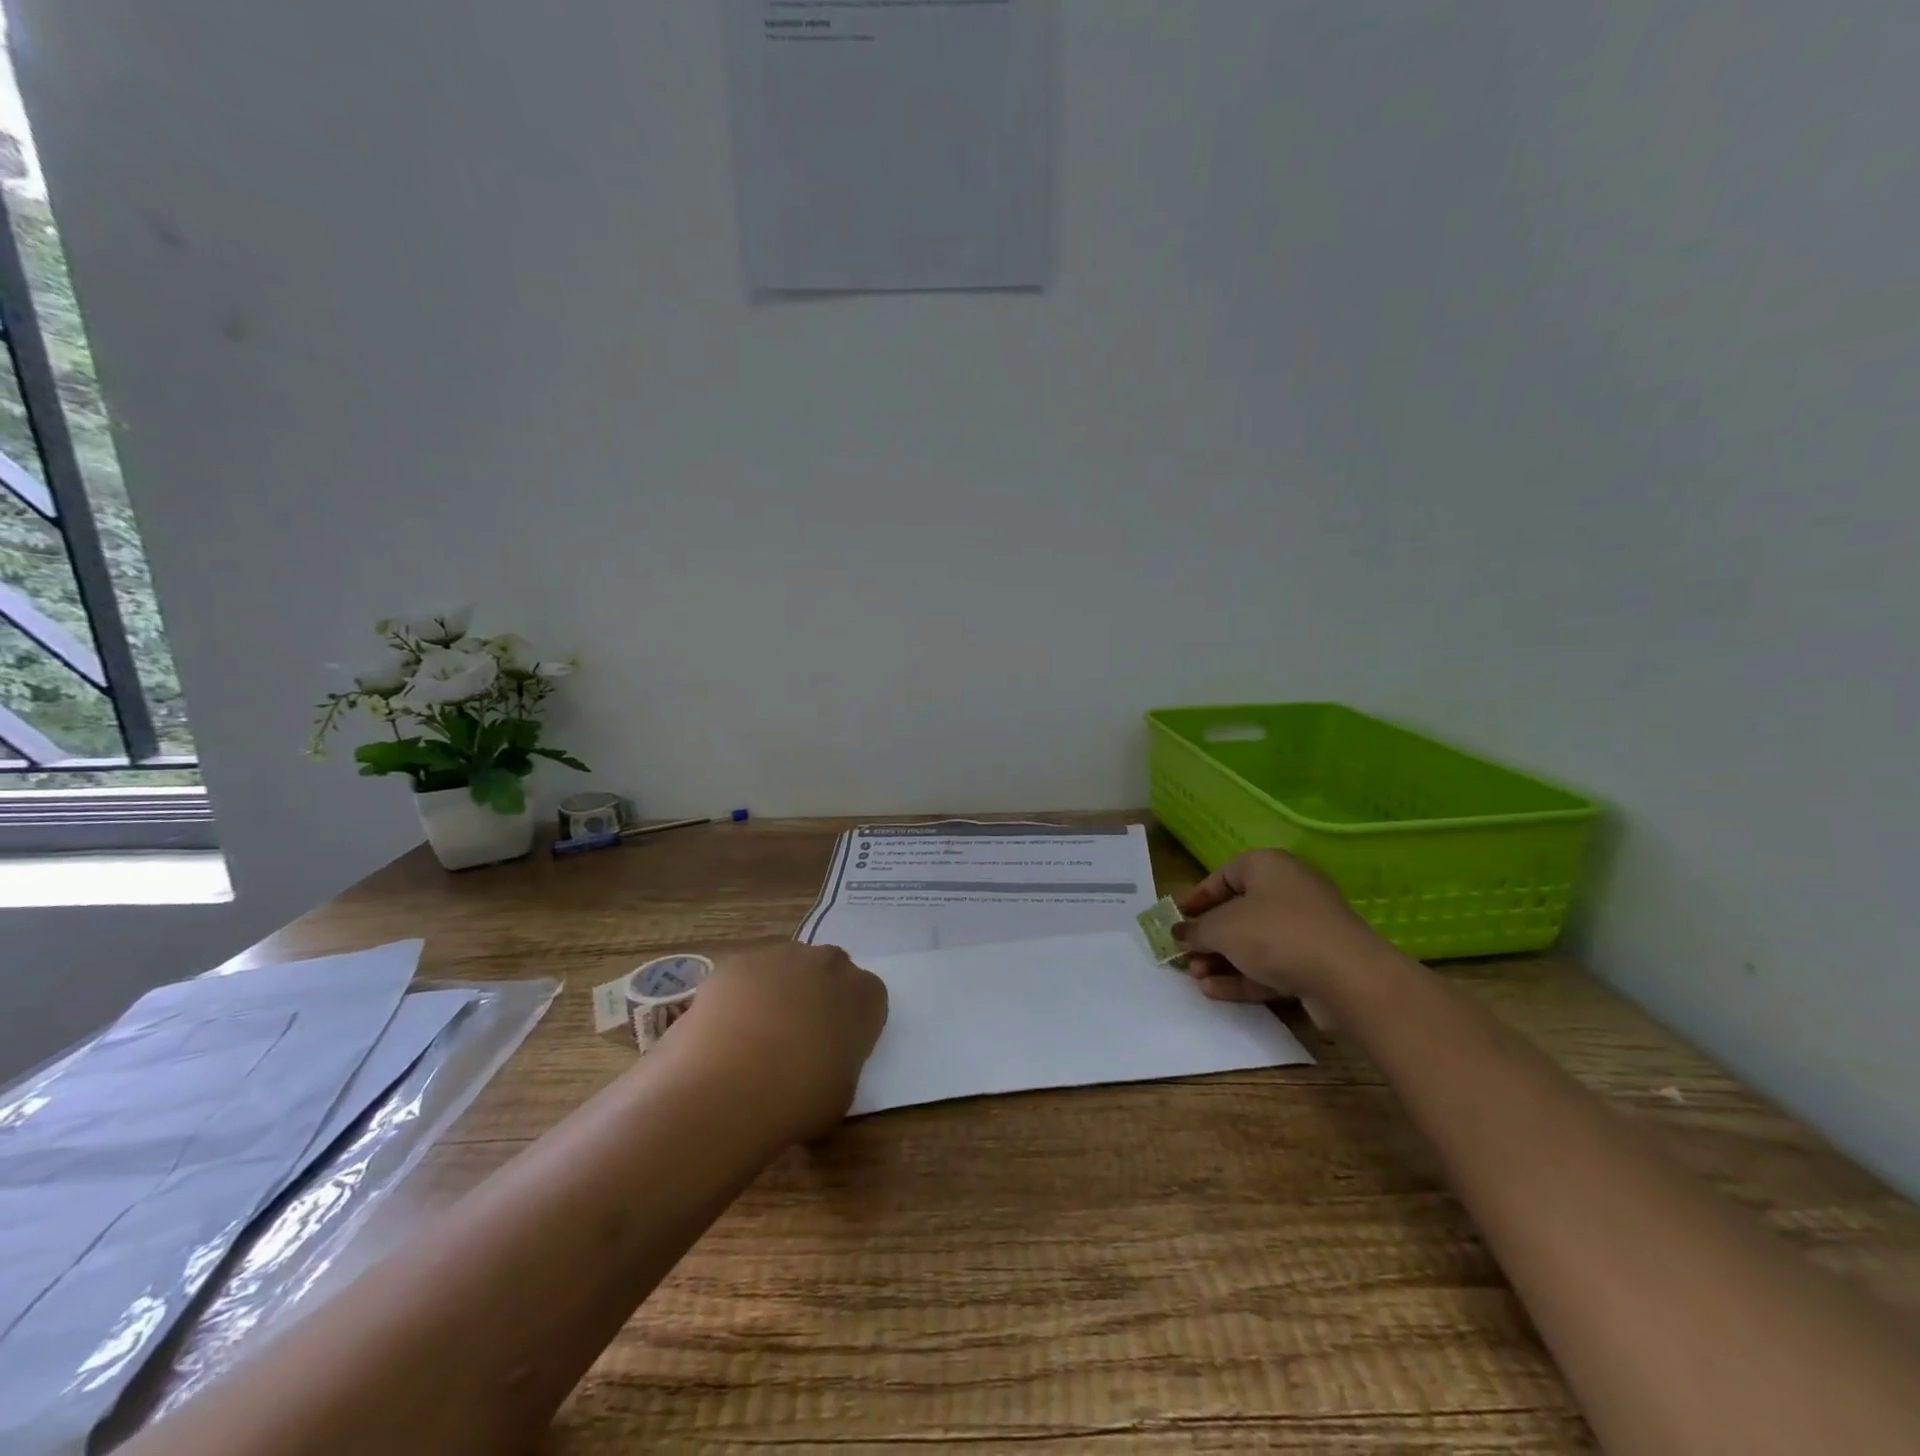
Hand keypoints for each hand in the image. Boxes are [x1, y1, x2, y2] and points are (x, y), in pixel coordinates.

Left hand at [678, 943, 888, 1141]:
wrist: (727, 1092)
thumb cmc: (796, 1101)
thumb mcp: (841, 1091)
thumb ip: (841, 1059)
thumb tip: (824, 1059)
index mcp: (863, 995)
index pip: (869, 995)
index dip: (851, 1019)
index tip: (836, 1045)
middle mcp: (828, 964)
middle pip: (828, 971)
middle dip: (816, 995)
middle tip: (796, 1037)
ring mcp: (780, 957)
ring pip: (785, 968)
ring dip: (777, 991)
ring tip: (752, 1036)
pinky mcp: (737, 963)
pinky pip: (744, 977)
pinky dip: (738, 997)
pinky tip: (723, 1031)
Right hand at [1172, 850, 1382, 1008]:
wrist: (1347, 977)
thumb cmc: (1275, 933)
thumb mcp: (1222, 929)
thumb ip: (1196, 931)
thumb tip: (1180, 933)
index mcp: (1268, 867)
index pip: (1224, 875)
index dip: (1198, 897)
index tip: (1178, 918)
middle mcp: (1289, 891)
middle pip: (1239, 912)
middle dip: (1208, 937)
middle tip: (1186, 955)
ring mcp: (1306, 929)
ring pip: (1254, 943)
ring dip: (1222, 960)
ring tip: (1196, 978)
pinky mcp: (1316, 963)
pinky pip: (1272, 966)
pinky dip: (1243, 976)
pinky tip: (1214, 991)